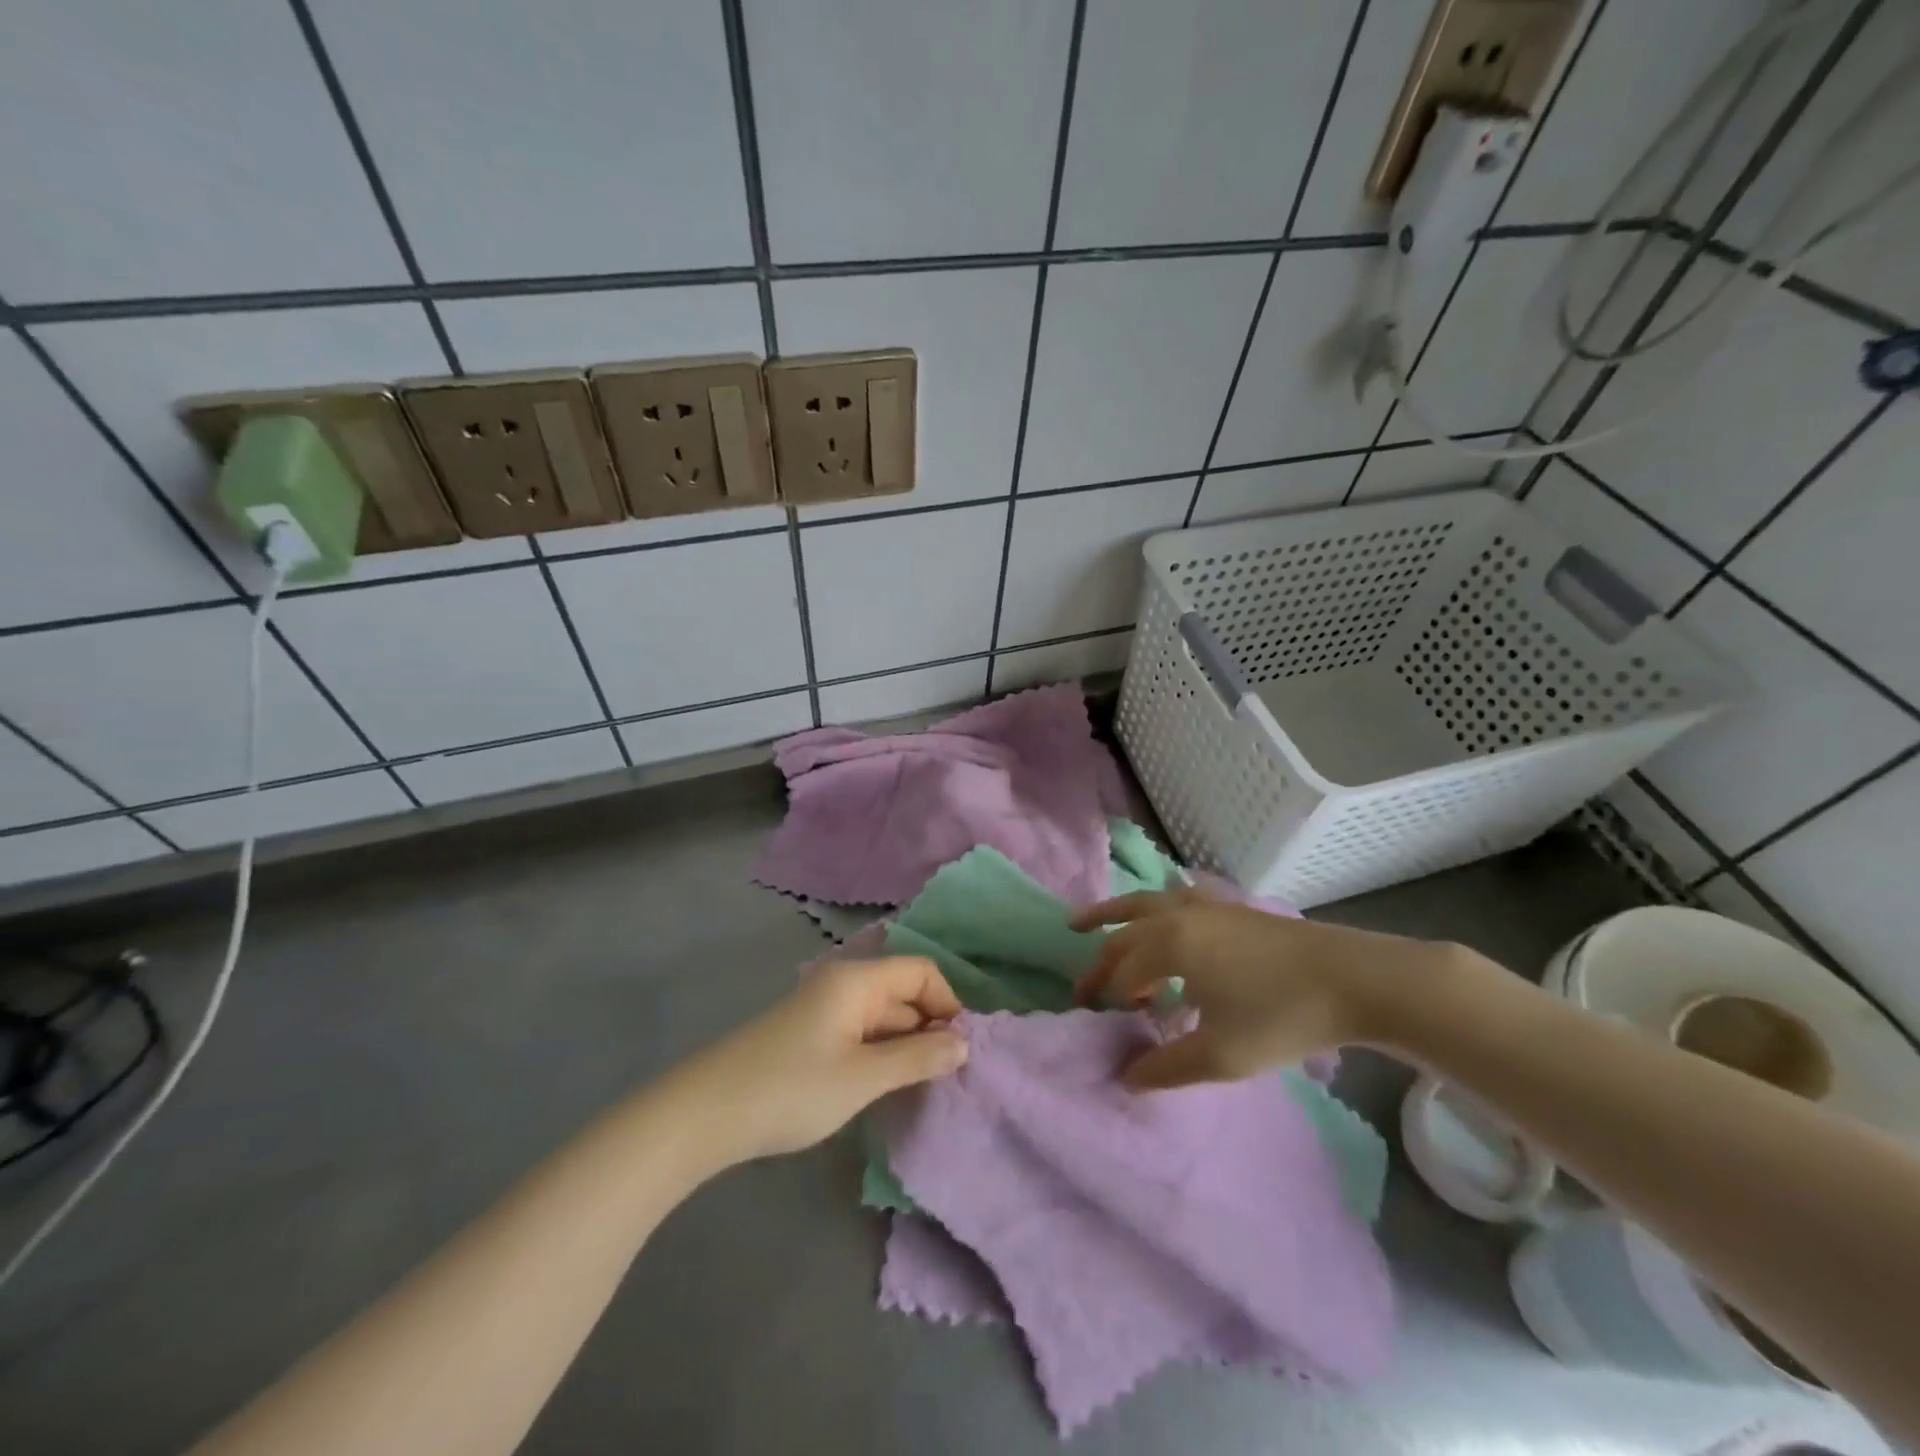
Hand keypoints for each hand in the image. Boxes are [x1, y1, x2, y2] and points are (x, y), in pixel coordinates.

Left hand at [669, 956, 967, 1166]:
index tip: (959, 1051)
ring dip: (906, 1046)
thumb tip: (965, 1043)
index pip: (921, 972)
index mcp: (857, 981)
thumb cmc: (790, 1088)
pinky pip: (861, 1034)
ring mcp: (825, 1010)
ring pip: (883, 1018)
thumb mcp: (862, 1077)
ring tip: (922, 1088)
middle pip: (904, 993)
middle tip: (948, 1078)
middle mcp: (844, 985)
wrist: (704, 1114)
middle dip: (930, 1028)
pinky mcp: (812, 1036)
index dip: (948, 1004)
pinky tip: (884, 1088)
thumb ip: (917, 1058)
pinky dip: (880, 1055)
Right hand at [1071, 887, 1461, 1089]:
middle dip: (1099, 962)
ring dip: (1112, 915)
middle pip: (1123, 935)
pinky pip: (1175, 899)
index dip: (1106, 999)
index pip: (1121, 973)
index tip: (1100, 1023)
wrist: (1351, 979)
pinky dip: (1154, 908)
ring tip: (1082, 922)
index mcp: (1168, 946)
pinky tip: (1161, 917)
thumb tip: (1125, 1077)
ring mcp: (1204, 906)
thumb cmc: (1280, 1016)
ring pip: (1143, 903)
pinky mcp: (1229, 907)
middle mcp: (1176, 916)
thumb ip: (1166, 1067)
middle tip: (1082, 988)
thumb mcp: (1220, 1055)